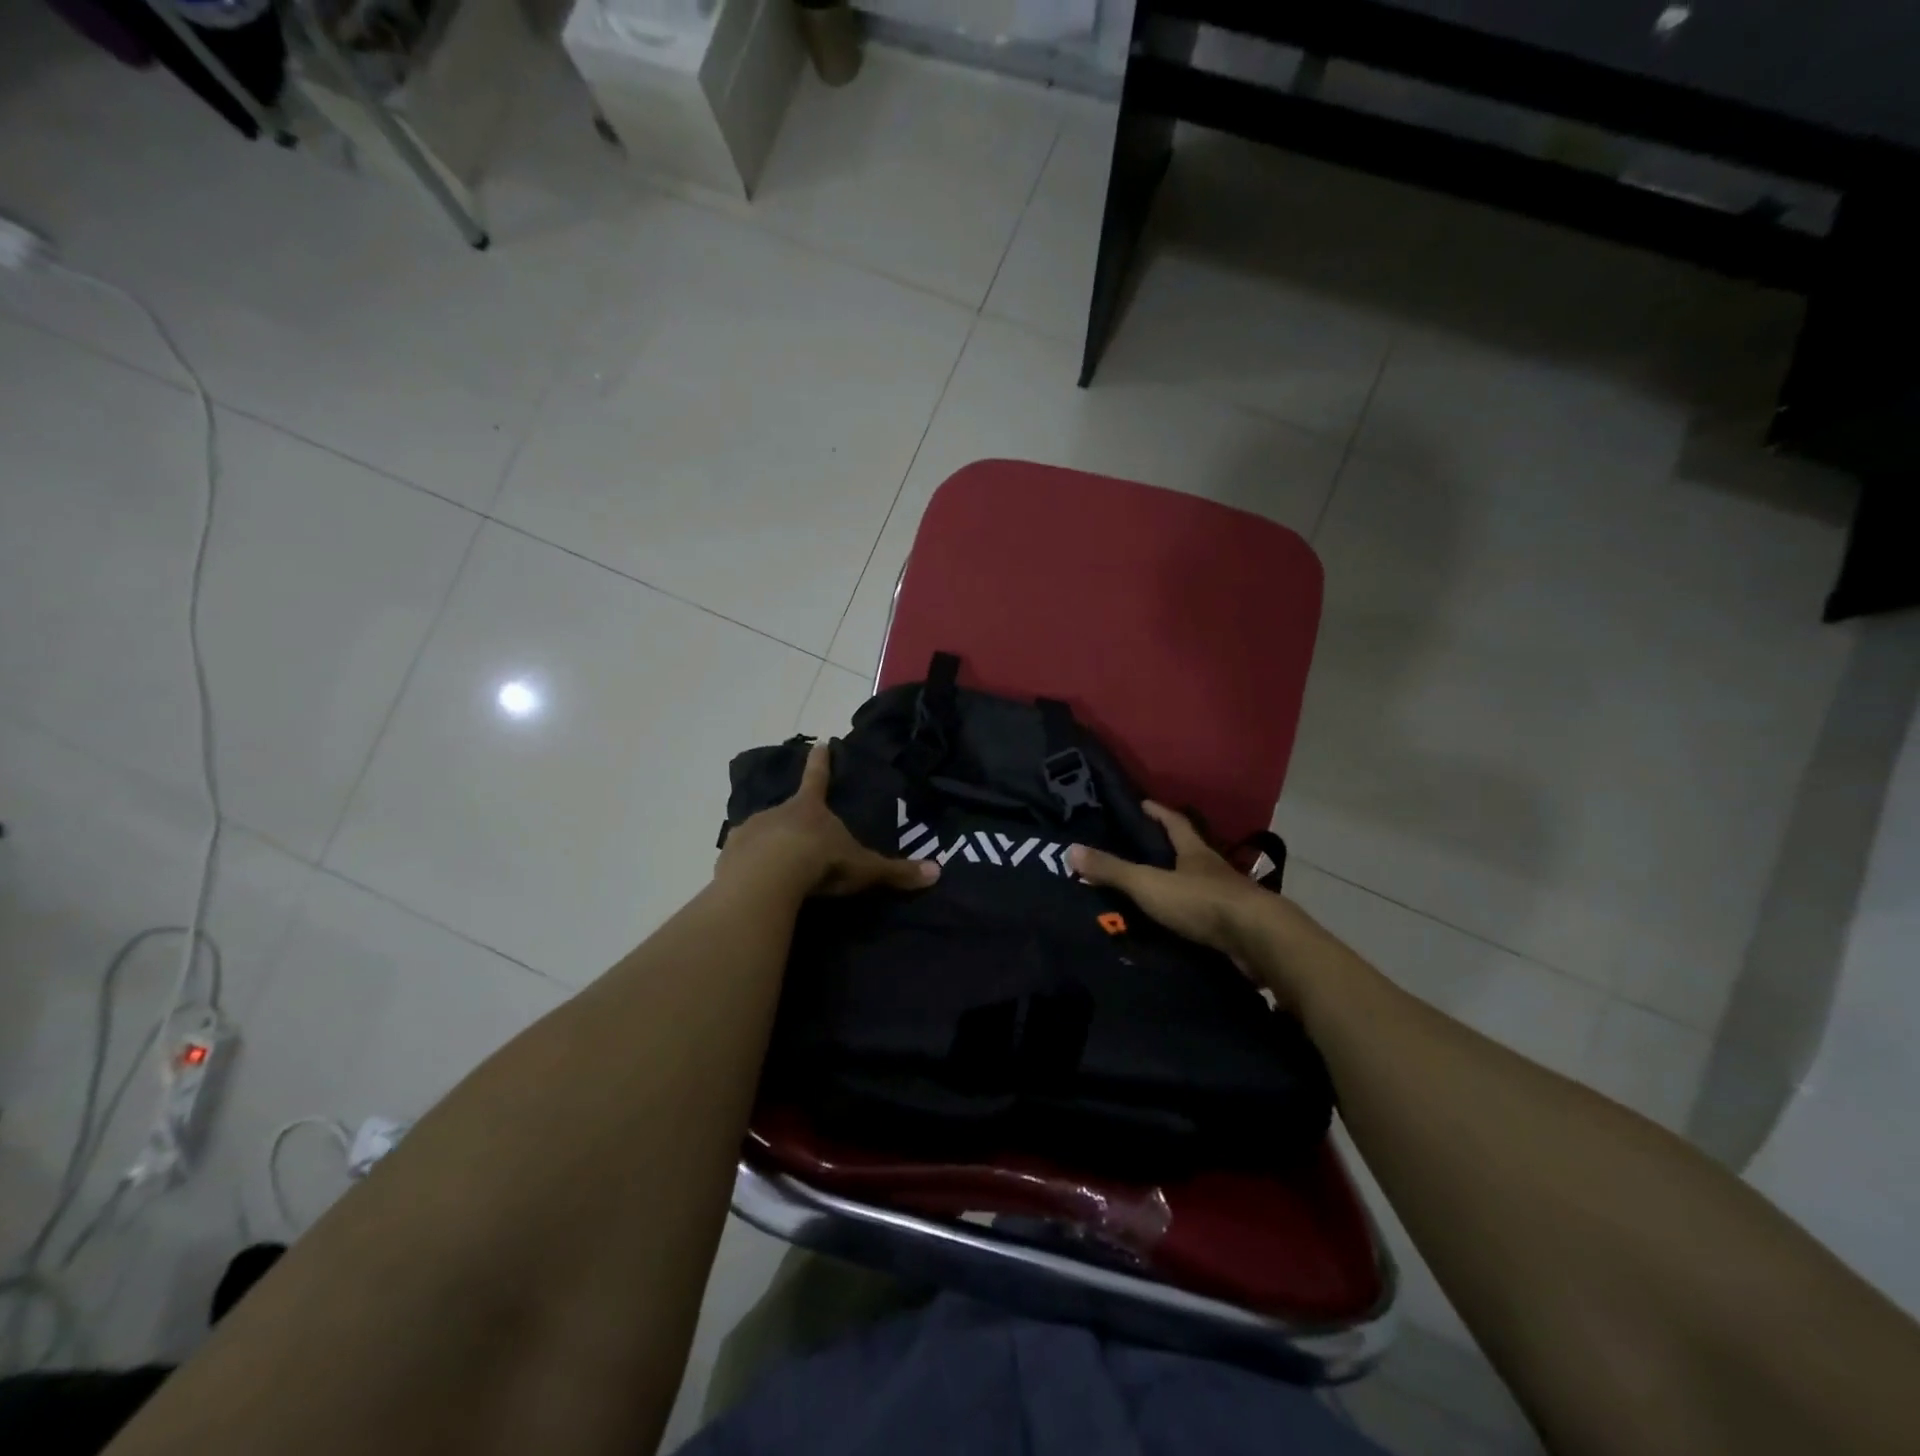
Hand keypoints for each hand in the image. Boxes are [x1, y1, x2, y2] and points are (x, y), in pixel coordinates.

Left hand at [717, 741, 938, 899]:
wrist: (767, 878)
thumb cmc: (820, 863)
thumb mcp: (863, 868)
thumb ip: (895, 871)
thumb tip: (937, 871)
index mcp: (810, 809)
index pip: (818, 778)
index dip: (822, 762)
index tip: (820, 743)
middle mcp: (778, 813)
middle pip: (788, 810)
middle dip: (793, 820)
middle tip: (800, 836)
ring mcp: (750, 831)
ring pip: (762, 834)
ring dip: (769, 845)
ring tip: (777, 867)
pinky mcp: (730, 855)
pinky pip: (742, 858)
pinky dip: (749, 867)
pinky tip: (756, 884)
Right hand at [1067, 802, 1270, 961]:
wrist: (1258, 941)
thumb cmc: (1201, 902)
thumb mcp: (1149, 883)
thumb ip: (1112, 870)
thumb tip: (1070, 850)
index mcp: (1195, 852)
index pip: (1176, 823)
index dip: (1159, 813)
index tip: (1145, 804)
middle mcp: (1214, 870)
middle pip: (1191, 852)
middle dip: (1171, 848)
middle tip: (1145, 848)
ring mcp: (1229, 899)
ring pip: (1201, 885)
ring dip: (1183, 885)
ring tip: (1157, 890)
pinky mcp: (1236, 928)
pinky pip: (1207, 916)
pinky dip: (1192, 917)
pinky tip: (1179, 926)